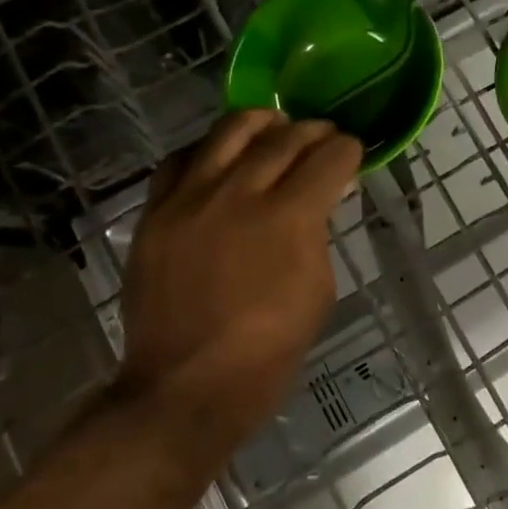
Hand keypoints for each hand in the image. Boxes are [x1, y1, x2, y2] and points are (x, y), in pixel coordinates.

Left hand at [119, 111, 361, 455]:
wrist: (185, 387)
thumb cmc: (267, 352)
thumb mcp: (318, 291)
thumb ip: (318, 234)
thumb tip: (318, 201)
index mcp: (289, 217)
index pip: (328, 157)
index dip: (348, 149)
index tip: (351, 152)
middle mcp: (240, 193)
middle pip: (284, 136)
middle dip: (313, 131)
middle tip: (322, 137)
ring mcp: (191, 197)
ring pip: (230, 130)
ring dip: (261, 121)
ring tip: (273, 126)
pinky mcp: (156, 211)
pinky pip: (179, 159)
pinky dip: (206, 150)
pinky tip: (218, 158)